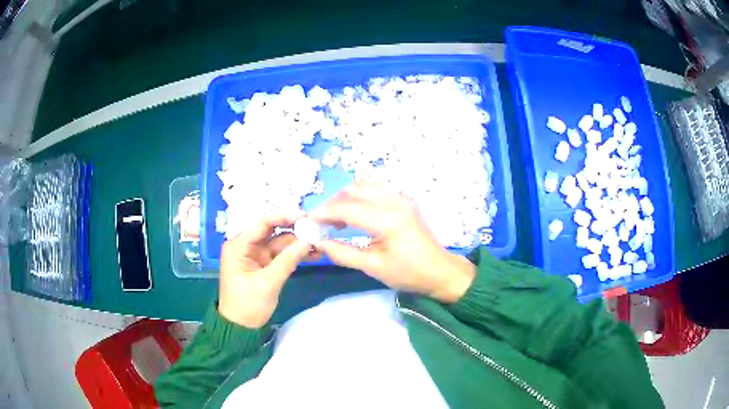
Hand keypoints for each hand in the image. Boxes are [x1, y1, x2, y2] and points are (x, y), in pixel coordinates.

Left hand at [218, 211, 316, 327]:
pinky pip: (282, 254)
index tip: (305, 216)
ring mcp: (256, 255)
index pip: (262, 223)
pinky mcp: (265, 265)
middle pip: (272, 230)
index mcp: (238, 245)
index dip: (284, 216)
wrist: (241, 328)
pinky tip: (314, 254)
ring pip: (280, 242)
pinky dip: (296, 254)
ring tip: (321, 242)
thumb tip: (309, 240)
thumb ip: (288, 260)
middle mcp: (246, 245)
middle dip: (294, 229)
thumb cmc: (248, 305)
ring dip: (299, 242)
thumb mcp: (268, 283)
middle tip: (317, 227)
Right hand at [310, 183, 475, 302]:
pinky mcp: (405, 200)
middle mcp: (395, 201)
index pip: (347, 208)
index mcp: (387, 219)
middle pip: (354, 190)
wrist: (440, 272)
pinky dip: (361, 196)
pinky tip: (357, 214)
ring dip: (347, 197)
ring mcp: (402, 198)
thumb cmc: (408, 274)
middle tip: (323, 222)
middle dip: (334, 203)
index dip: (324, 213)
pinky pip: (377, 189)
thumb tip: (318, 243)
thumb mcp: (373, 267)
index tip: (308, 221)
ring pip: (366, 185)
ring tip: (338, 218)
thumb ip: (343, 253)